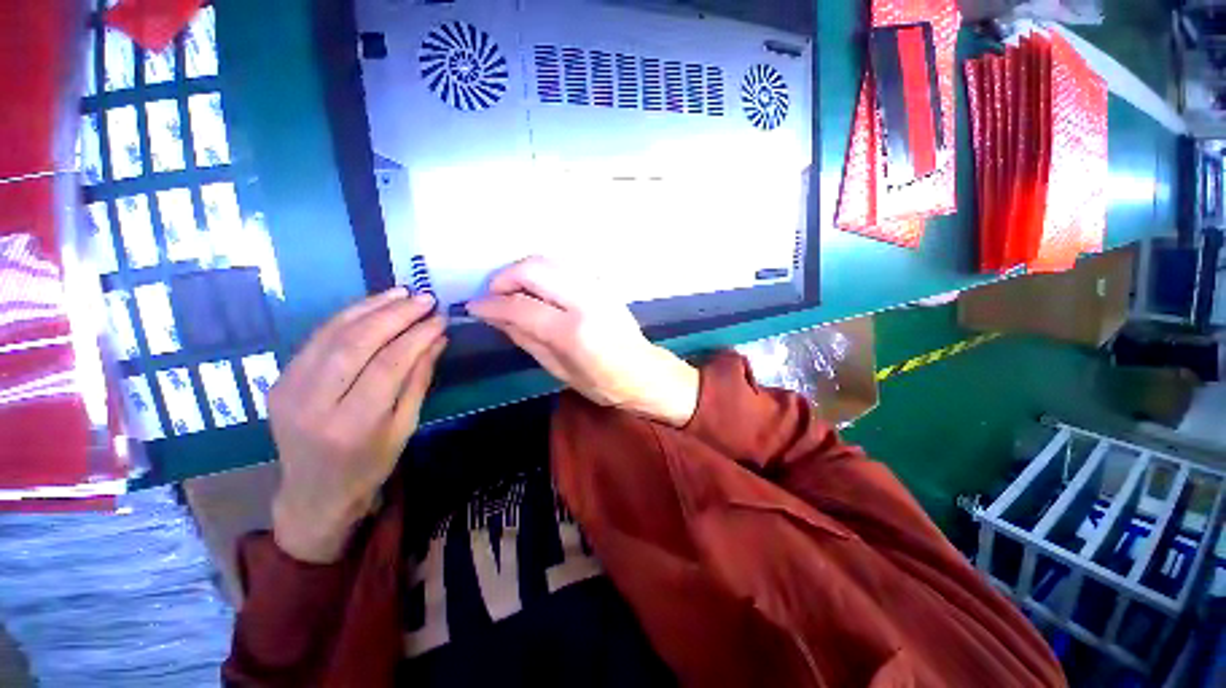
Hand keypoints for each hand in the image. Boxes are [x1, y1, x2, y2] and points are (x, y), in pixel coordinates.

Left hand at [268, 288, 445, 563]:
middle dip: (396, 315)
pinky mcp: (281, 378)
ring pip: (333, 333)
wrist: (314, 491)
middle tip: (425, 298)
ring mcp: (289, 388)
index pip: (389, 365)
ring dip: (371, 307)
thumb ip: (419, 379)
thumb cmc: (370, 464)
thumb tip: (437, 339)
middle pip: (357, 343)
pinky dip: (348, 316)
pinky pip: (317, 338)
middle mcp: (314, 403)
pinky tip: (372, 305)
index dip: (418, 336)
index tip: (440, 319)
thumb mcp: (405, 426)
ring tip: (402, 293)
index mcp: (353, 424)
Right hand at [469, 257, 698, 427]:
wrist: (642, 371)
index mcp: (573, 331)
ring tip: (511, 290)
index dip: (491, 305)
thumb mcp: (558, 370)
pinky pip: (564, 266)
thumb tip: (495, 316)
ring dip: (523, 270)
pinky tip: (537, 288)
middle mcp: (585, 300)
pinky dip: (544, 271)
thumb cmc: (601, 383)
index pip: (521, 307)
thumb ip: (526, 339)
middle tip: (492, 295)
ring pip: (548, 260)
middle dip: (504, 277)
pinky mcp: (603, 283)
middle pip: (534, 269)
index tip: (474, 307)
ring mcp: (597, 286)